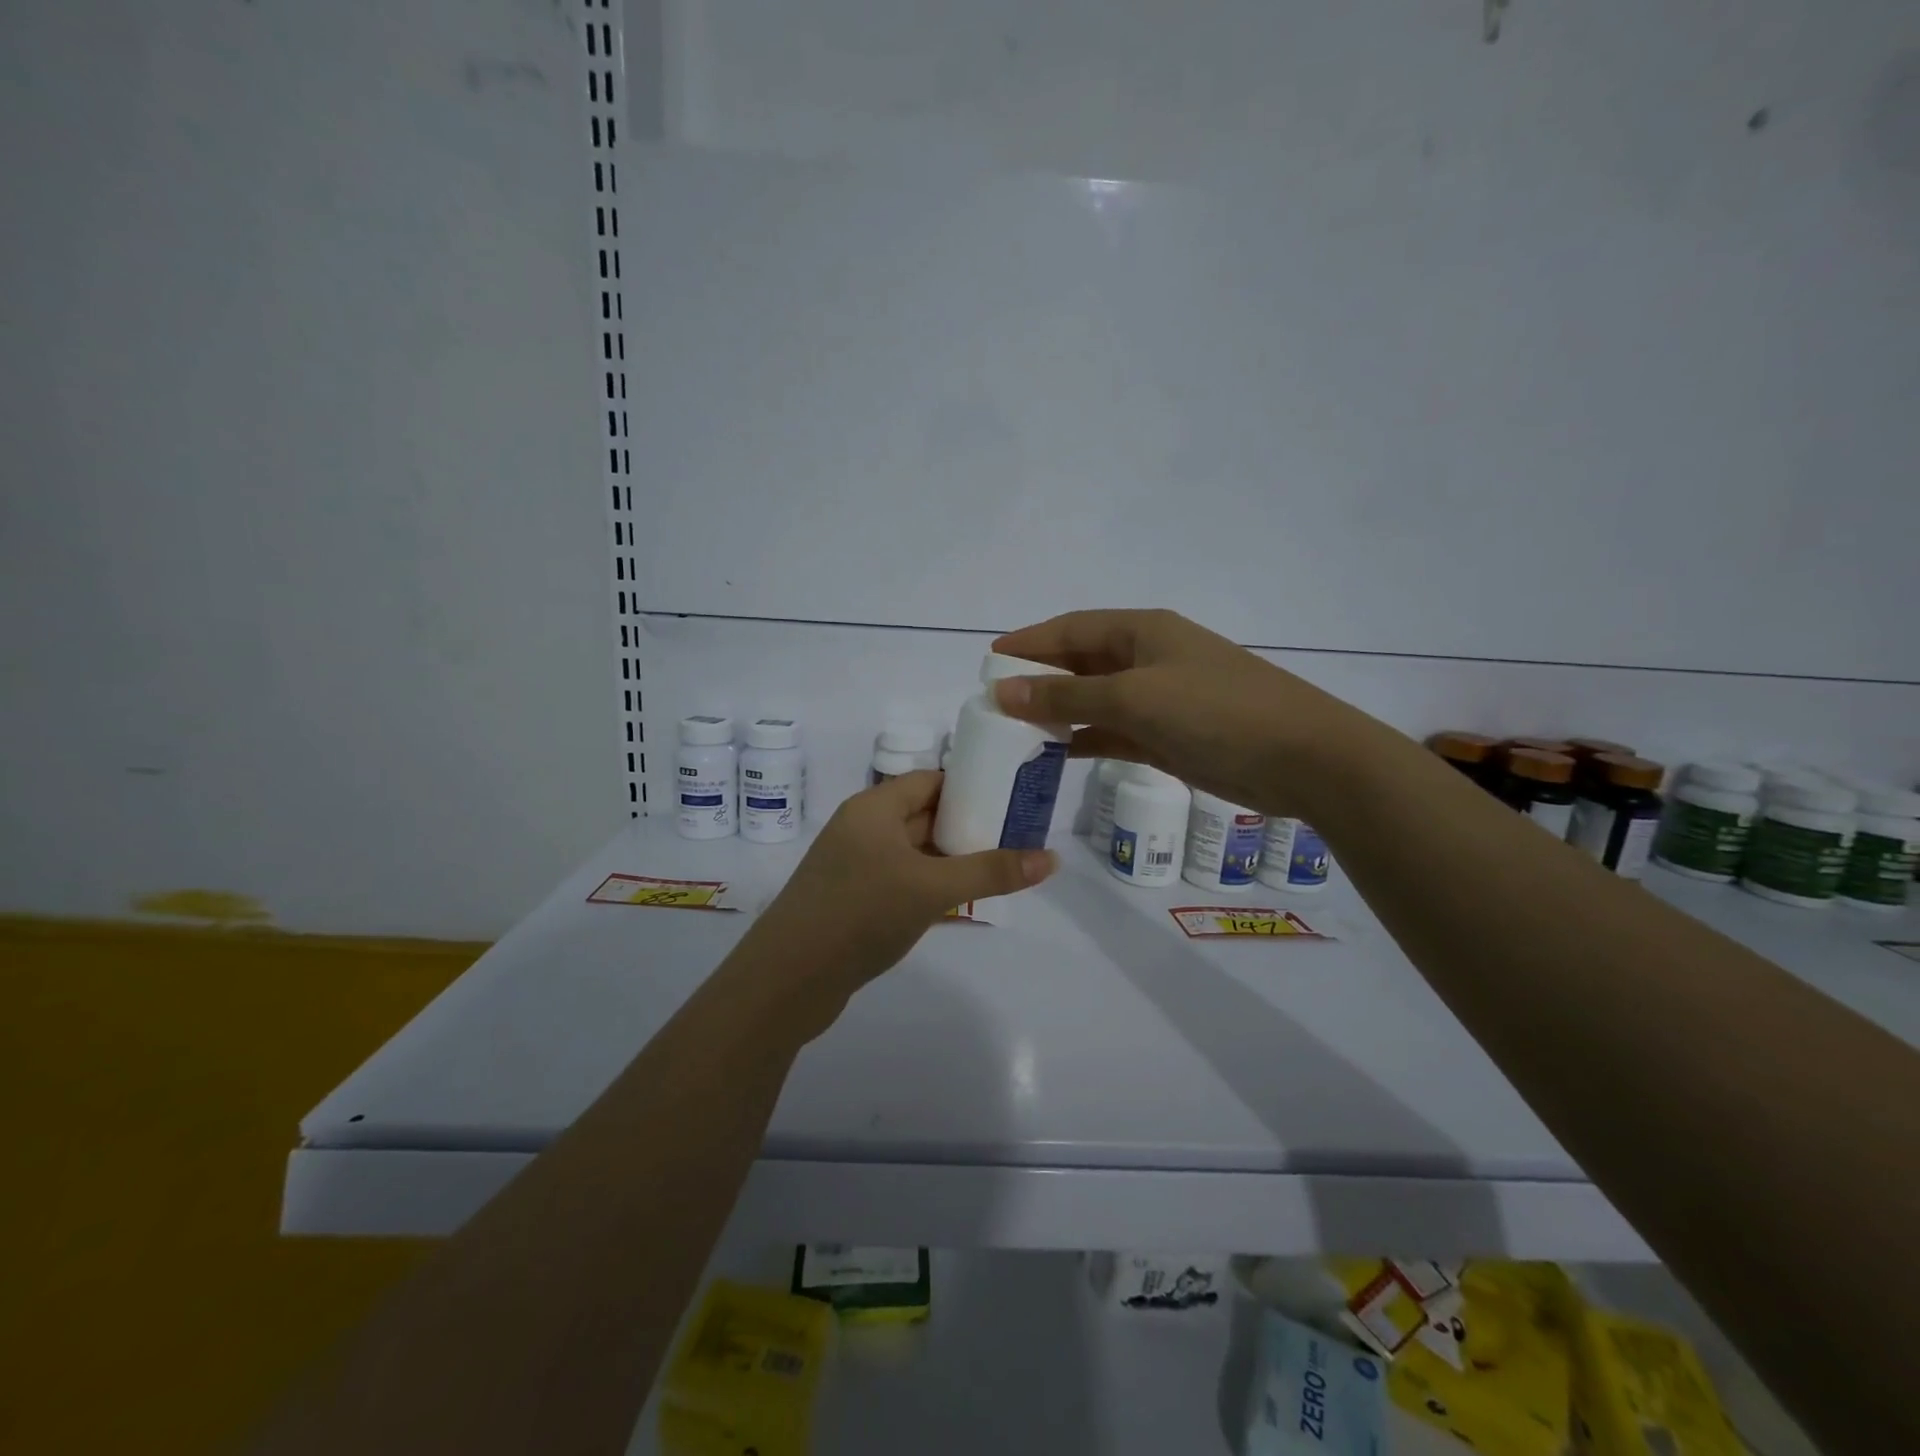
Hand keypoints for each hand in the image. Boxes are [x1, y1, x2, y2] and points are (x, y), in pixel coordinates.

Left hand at [732, 771, 1055, 1029]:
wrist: (788, 980)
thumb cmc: (861, 914)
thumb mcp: (932, 889)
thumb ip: (990, 871)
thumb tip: (1051, 859)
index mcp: (873, 808)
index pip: (930, 780)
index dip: (971, 786)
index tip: (1012, 798)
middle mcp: (862, 828)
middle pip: (923, 814)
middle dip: (967, 824)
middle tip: (1017, 835)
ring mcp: (854, 866)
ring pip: (913, 851)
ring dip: (950, 858)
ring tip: (999, 866)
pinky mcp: (852, 899)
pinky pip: (900, 879)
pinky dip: (929, 884)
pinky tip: (959, 901)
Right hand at [991, 608, 1367, 816]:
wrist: (1304, 759)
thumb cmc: (1216, 713)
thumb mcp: (1134, 699)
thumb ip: (1066, 697)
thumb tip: (1002, 691)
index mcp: (1142, 632)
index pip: (1071, 628)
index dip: (1029, 642)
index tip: (988, 661)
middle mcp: (1148, 659)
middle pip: (1080, 663)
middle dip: (1039, 680)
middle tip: (994, 703)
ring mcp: (1161, 699)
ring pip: (1095, 701)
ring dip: (1059, 713)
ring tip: (1014, 732)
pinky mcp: (1170, 737)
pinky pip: (1114, 732)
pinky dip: (1086, 740)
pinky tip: (1057, 755)